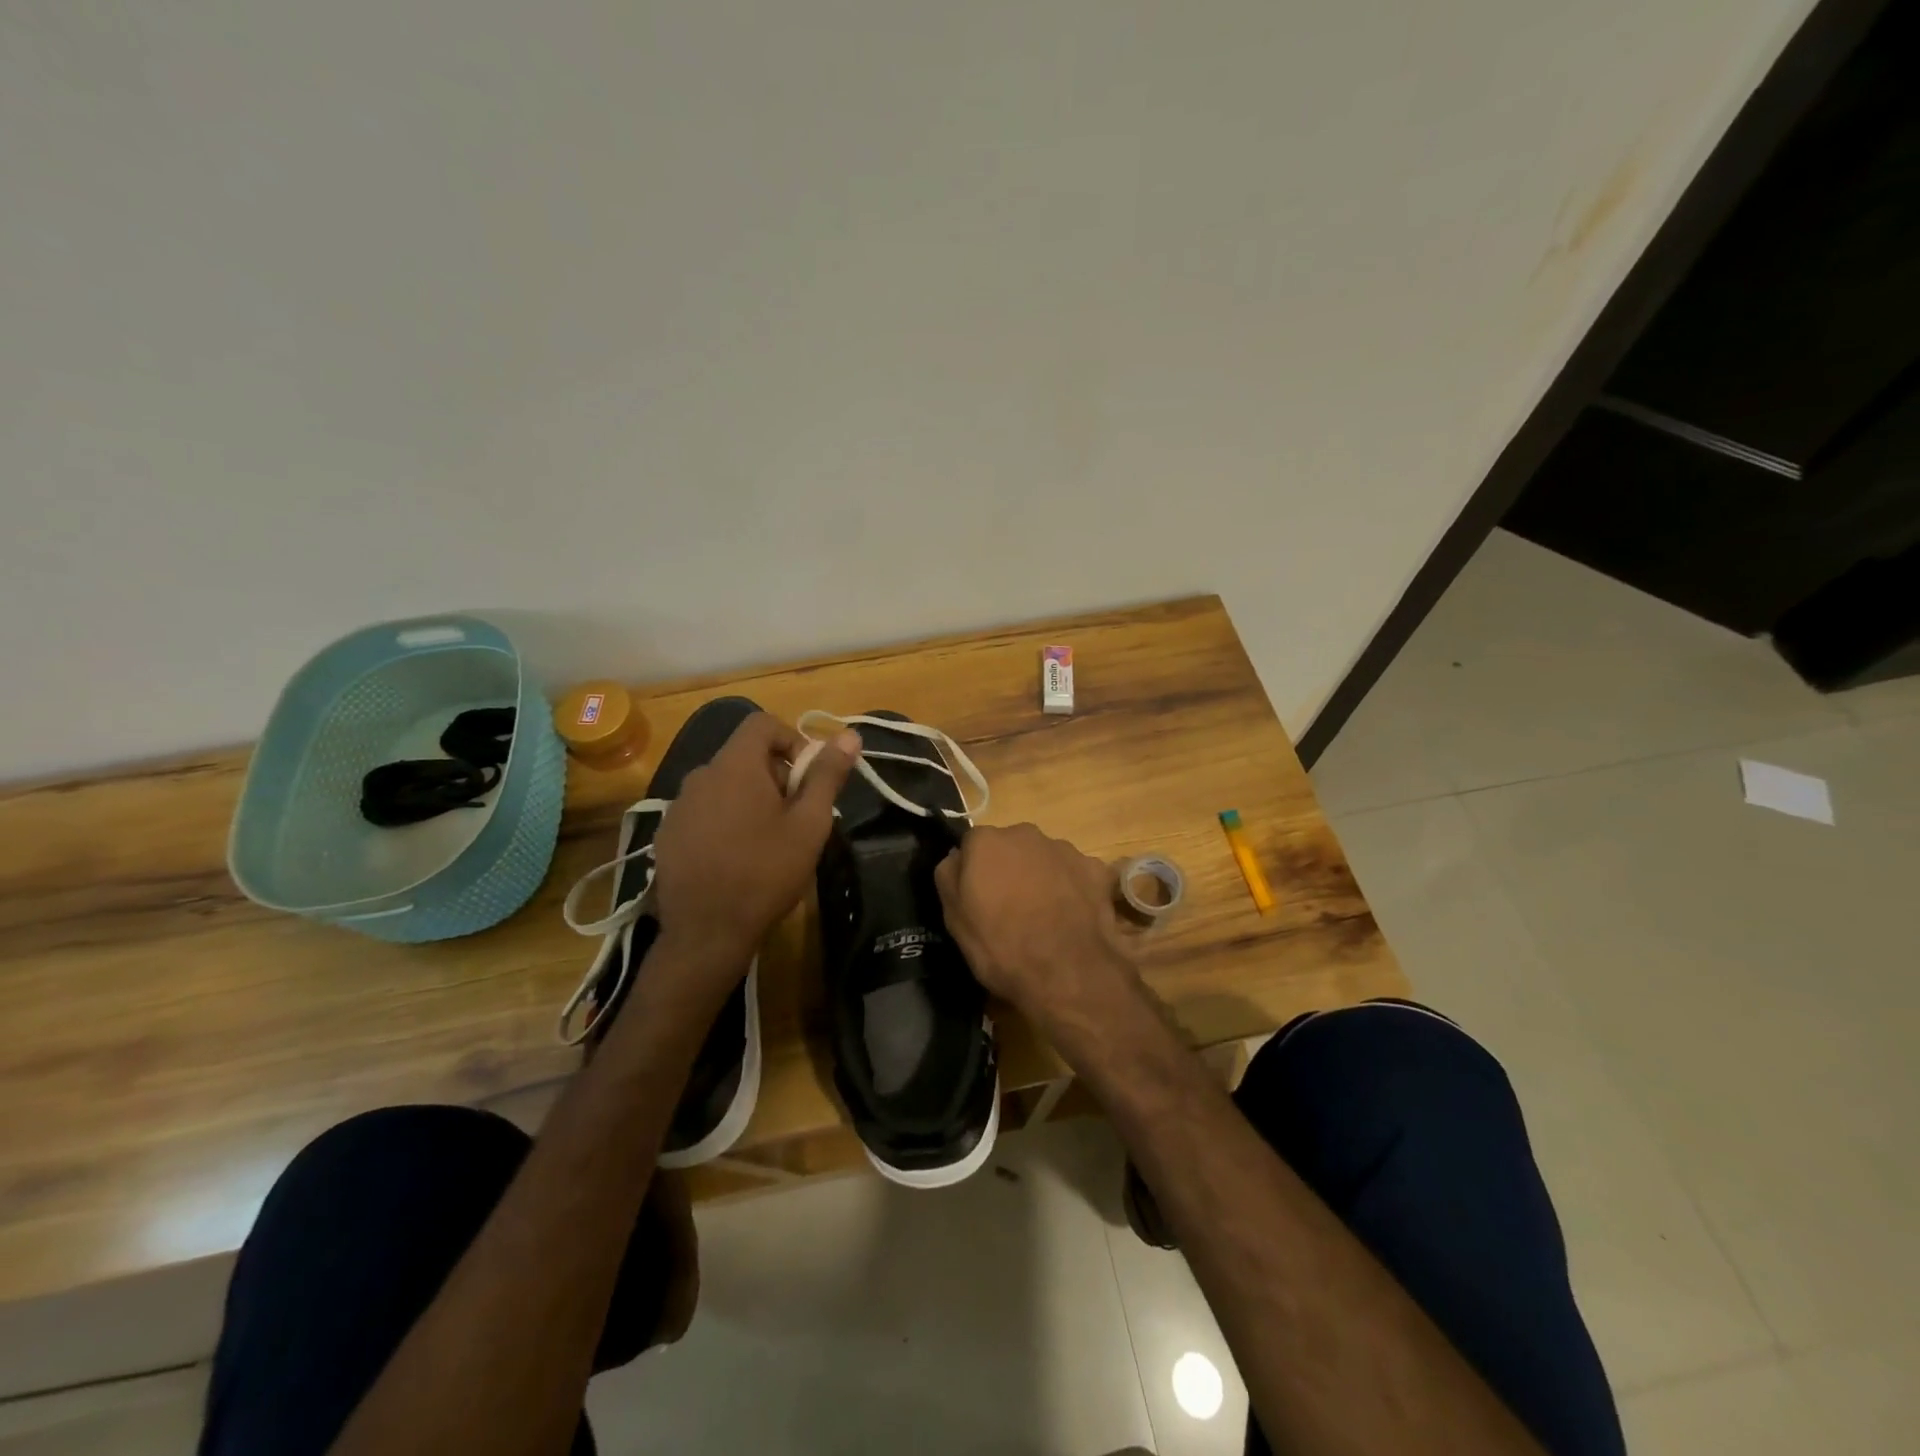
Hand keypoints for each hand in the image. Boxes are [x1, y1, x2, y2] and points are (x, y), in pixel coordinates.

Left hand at [650, 713, 859, 986]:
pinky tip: (735, 859)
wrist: (706, 933)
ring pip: (723, 786)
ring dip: (749, 800)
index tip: (808, 778)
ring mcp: (678, 806)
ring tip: (767, 842)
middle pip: (744, 756)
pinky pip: (703, 811)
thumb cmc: (766, 873)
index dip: (792, 740)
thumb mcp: (809, 824)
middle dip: (775, 776)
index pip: (762, 724)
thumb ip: (827, 775)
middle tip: (795, 817)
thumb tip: (849, 734)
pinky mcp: (667, 835)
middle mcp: (700, 776)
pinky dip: (724, 821)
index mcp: (734, 766)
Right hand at [934, 823, 1139, 1031]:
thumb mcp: (954, 918)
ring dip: (1042, 877)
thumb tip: (957, 858)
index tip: (978, 898)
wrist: (1066, 971)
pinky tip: (1073, 917)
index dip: (974, 871)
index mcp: (987, 841)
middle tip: (1011, 907)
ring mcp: (1065, 849)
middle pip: (1011, 847)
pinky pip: (1077, 874)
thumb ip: (950, 877)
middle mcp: (1026, 834)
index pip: (973, 845)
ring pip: (1045, 859)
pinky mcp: (1096, 869)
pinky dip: (1074, 889)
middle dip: (1010, 869)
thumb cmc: (1001, 945)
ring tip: (1045, 916)